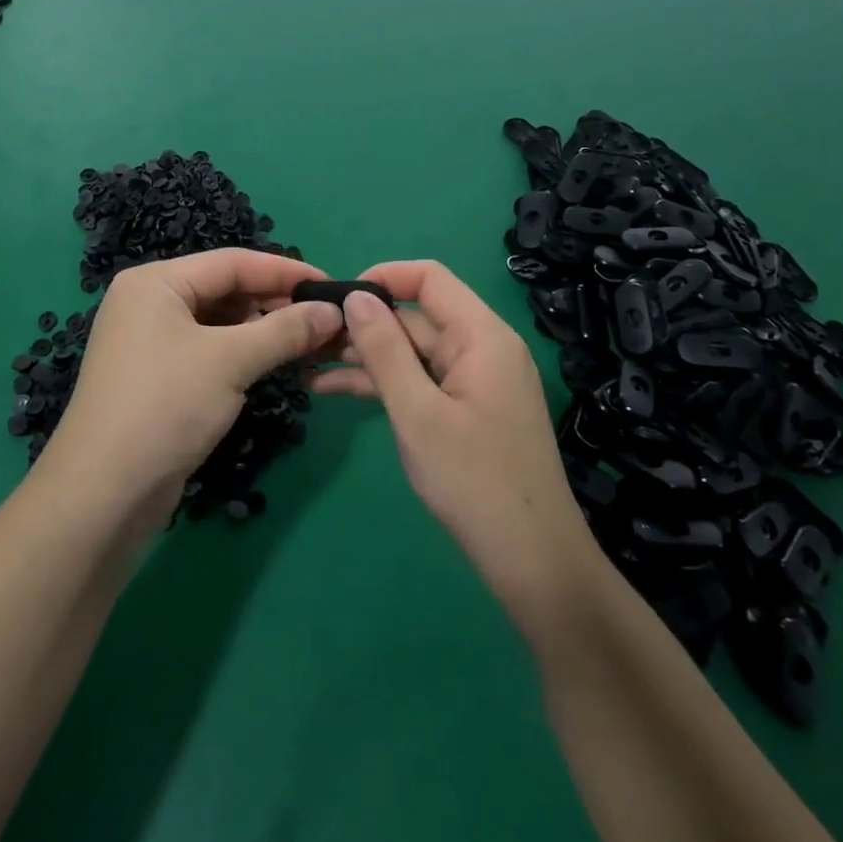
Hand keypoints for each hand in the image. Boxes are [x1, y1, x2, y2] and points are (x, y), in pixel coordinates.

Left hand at [36, 249, 344, 526]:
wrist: (103, 495)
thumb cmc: (165, 407)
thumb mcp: (230, 361)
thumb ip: (285, 330)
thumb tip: (335, 311)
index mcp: (156, 282)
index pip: (232, 262)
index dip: (285, 271)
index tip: (331, 286)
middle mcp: (150, 302)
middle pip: (225, 289)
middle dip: (275, 303)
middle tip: (326, 319)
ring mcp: (151, 340)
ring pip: (220, 322)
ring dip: (263, 330)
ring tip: (309, 341)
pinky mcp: (158, 375)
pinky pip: (209, 349)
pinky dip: (243, 353)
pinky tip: (274, 362)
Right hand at [318, 260, 598, 629]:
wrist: (533, 563)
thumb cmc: (474, 481)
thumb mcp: (417, 412)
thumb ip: (384, 350)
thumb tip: (354, 296)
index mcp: (481, 336)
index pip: (429, 278)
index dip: (383, 278)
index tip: (338, 300)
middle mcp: (482, 348)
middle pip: (417, 316)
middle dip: (364, 325)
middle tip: (309, 340)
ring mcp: (475, 381)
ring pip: (413, 352)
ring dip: (366, 357)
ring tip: (309, 365)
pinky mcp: (467, 409)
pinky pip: (421, 381)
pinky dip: (384, 384)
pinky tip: (335, 390)